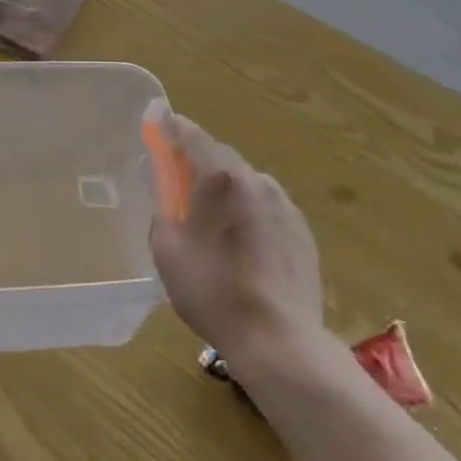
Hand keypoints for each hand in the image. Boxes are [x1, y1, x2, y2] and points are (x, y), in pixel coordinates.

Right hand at [147, 104, 323, 363]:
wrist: (278, 339)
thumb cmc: (212, 292)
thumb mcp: (167, 249)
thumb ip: (163, 209)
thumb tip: (168, 193)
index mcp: (218, 177)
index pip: (190, 134)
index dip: (171, 126)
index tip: (158, 121)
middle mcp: (254, 179)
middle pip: (220, 156)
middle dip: (198, 160)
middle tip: (179, 178)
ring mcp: (283, 203)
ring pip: (246, 181)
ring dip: (227, 186)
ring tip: (214, 216)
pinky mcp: (301, 229)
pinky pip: (267, 206)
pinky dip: (250, 210)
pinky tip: (243, 240)